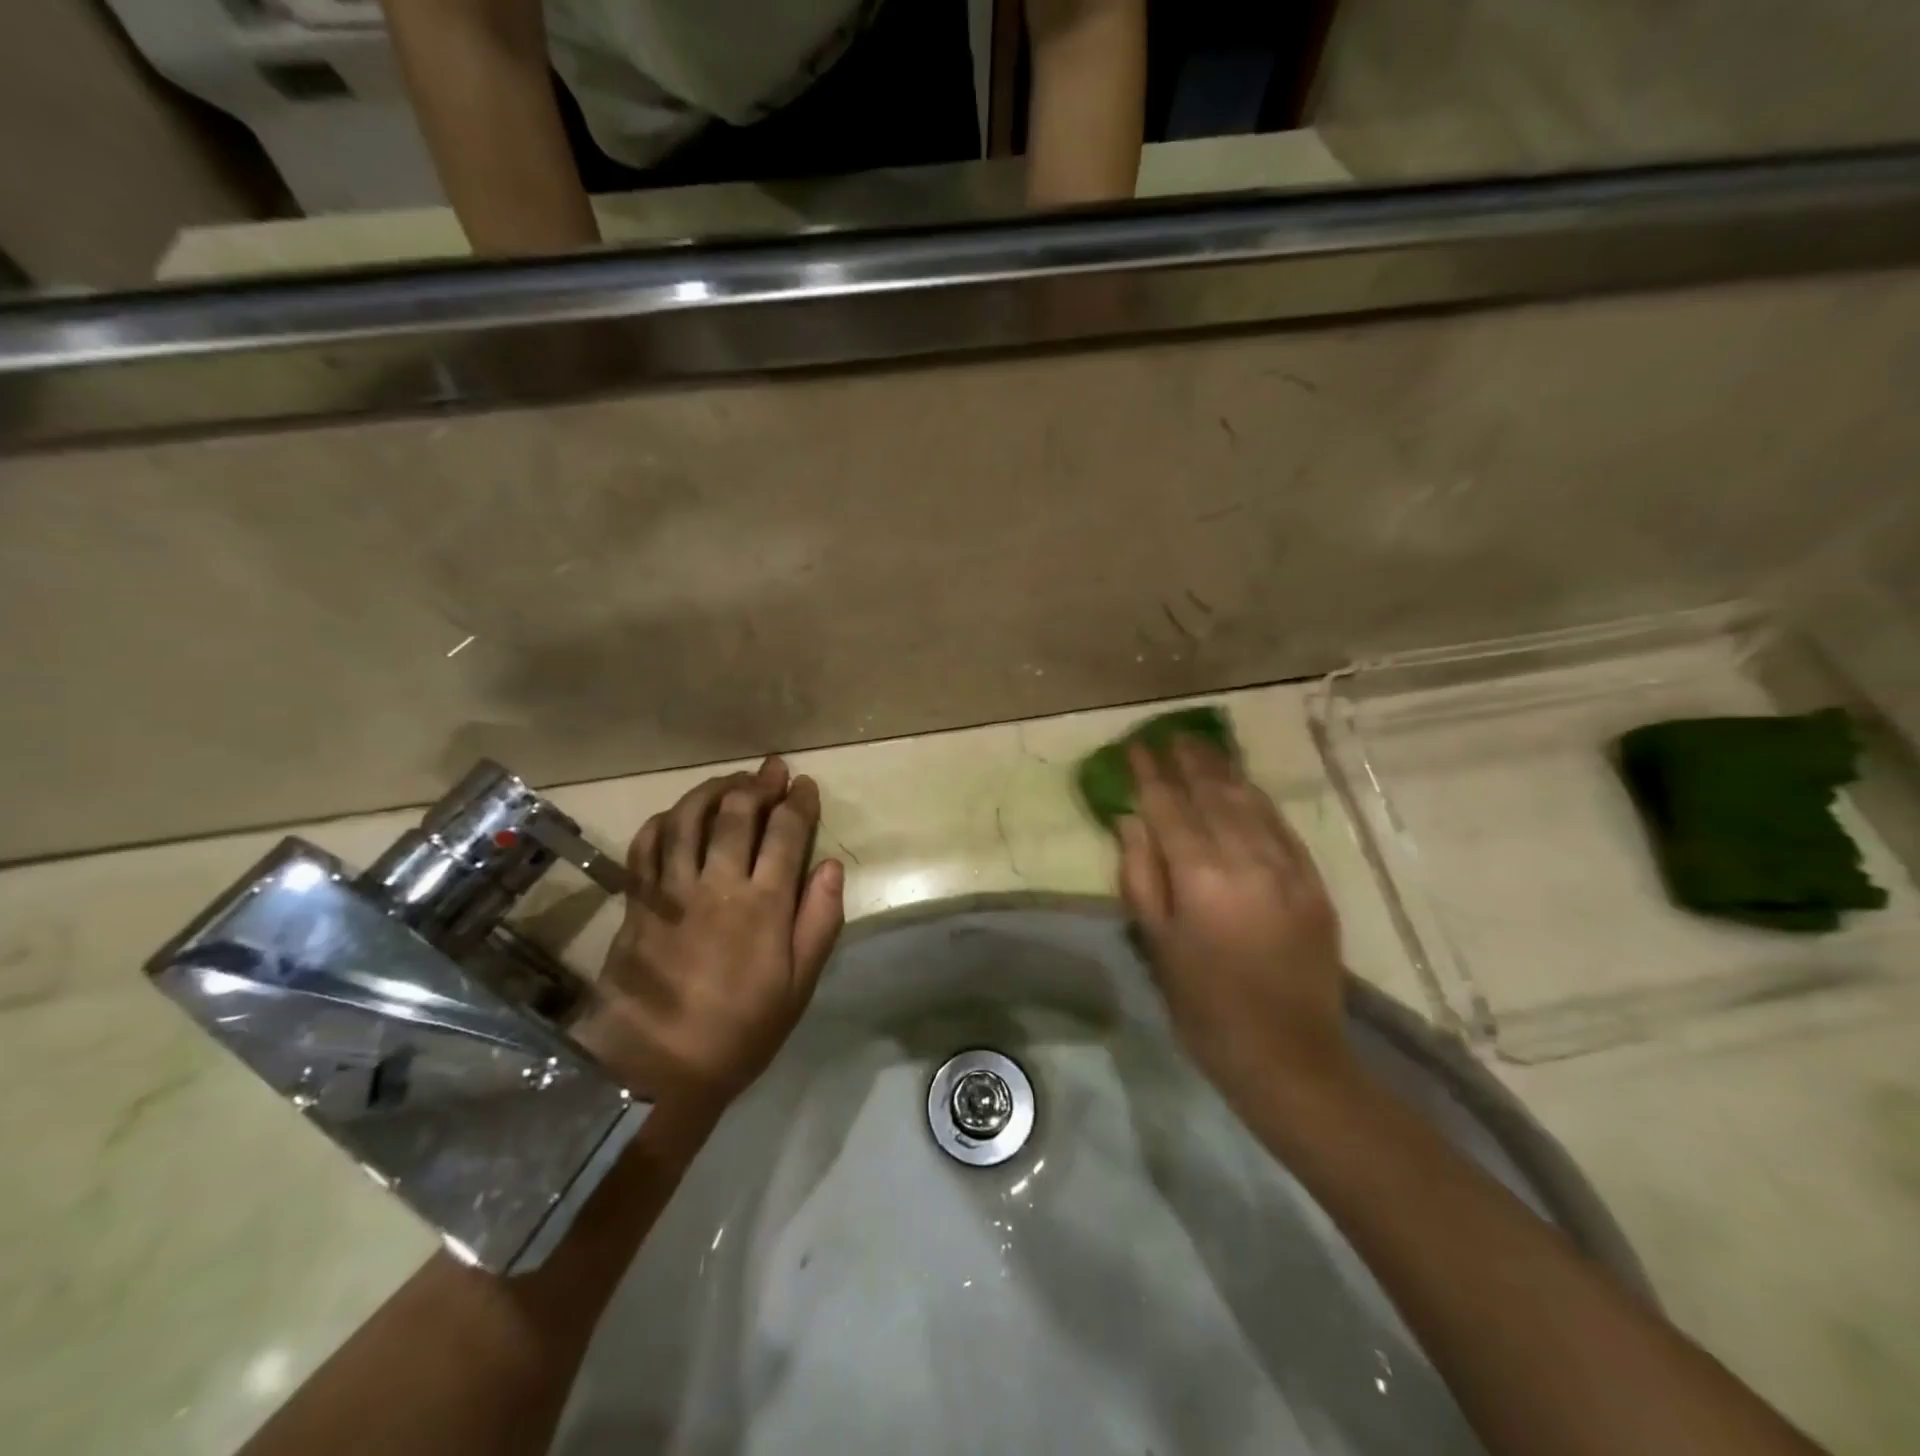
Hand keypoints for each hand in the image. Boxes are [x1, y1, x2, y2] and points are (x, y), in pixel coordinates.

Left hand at [581, 757, 844, 1116]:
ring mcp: (672, 890)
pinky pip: (646, 846)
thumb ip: (819, 921)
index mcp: (763, 905)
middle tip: (771, 769)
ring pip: (689, 819)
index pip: (785, 833)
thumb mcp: (798, 985)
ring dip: (712, 790)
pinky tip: (677, 815)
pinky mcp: (638, 902)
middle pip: (736, 814)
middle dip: (758, 784)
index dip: (797, 802)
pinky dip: (663, 821)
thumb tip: (831, 866)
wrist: (658, 1068)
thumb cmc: (741, 1030)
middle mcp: (717, 885)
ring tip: (729, 780)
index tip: (805, 784)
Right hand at [1116, 739, 1350, 1111]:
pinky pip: (1282, 828)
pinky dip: (1259, 802)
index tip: (1136, 748)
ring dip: (1224, 772)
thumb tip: (1131, 822)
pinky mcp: (1313, 884)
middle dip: (1189, 761)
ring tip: (1204, 749)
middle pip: (1213, 794)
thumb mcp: (1157, 944)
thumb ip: (1140, 876)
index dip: (1150, 774)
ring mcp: (1286, 868)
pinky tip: (1246, 788)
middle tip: (1171, 737)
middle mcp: (1246, 859)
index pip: (1169, 807)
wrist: (1289, 1056)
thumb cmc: (1204, 1006)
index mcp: (1200, 876)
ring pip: (1250, 803)